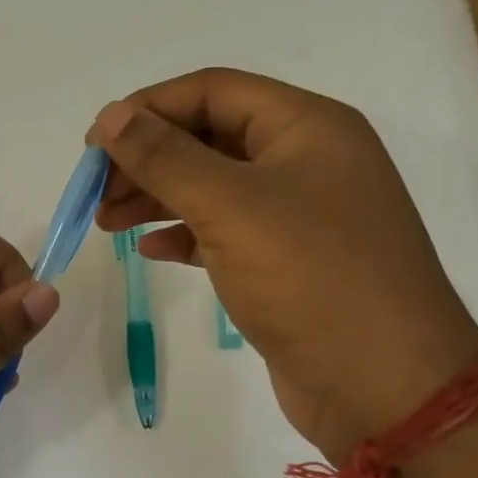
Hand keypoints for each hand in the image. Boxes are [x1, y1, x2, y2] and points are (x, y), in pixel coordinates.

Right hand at [91, 68, 477, 458]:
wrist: (383, 385)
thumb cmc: (310, 277)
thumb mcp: (230, 206)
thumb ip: (165, 157)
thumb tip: (110, 115)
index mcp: (306, 127)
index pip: (212, 91)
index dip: (148, 109)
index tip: (94, 144)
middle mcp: (306, 160)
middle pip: (208, 138)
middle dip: (147, 159)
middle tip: (95, 193)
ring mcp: (299, 214)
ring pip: (212, 187)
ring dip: (156, 198)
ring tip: (105, 223)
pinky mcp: (287, 262)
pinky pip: (224, 231)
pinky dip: (184, 235)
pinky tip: (150, 251)